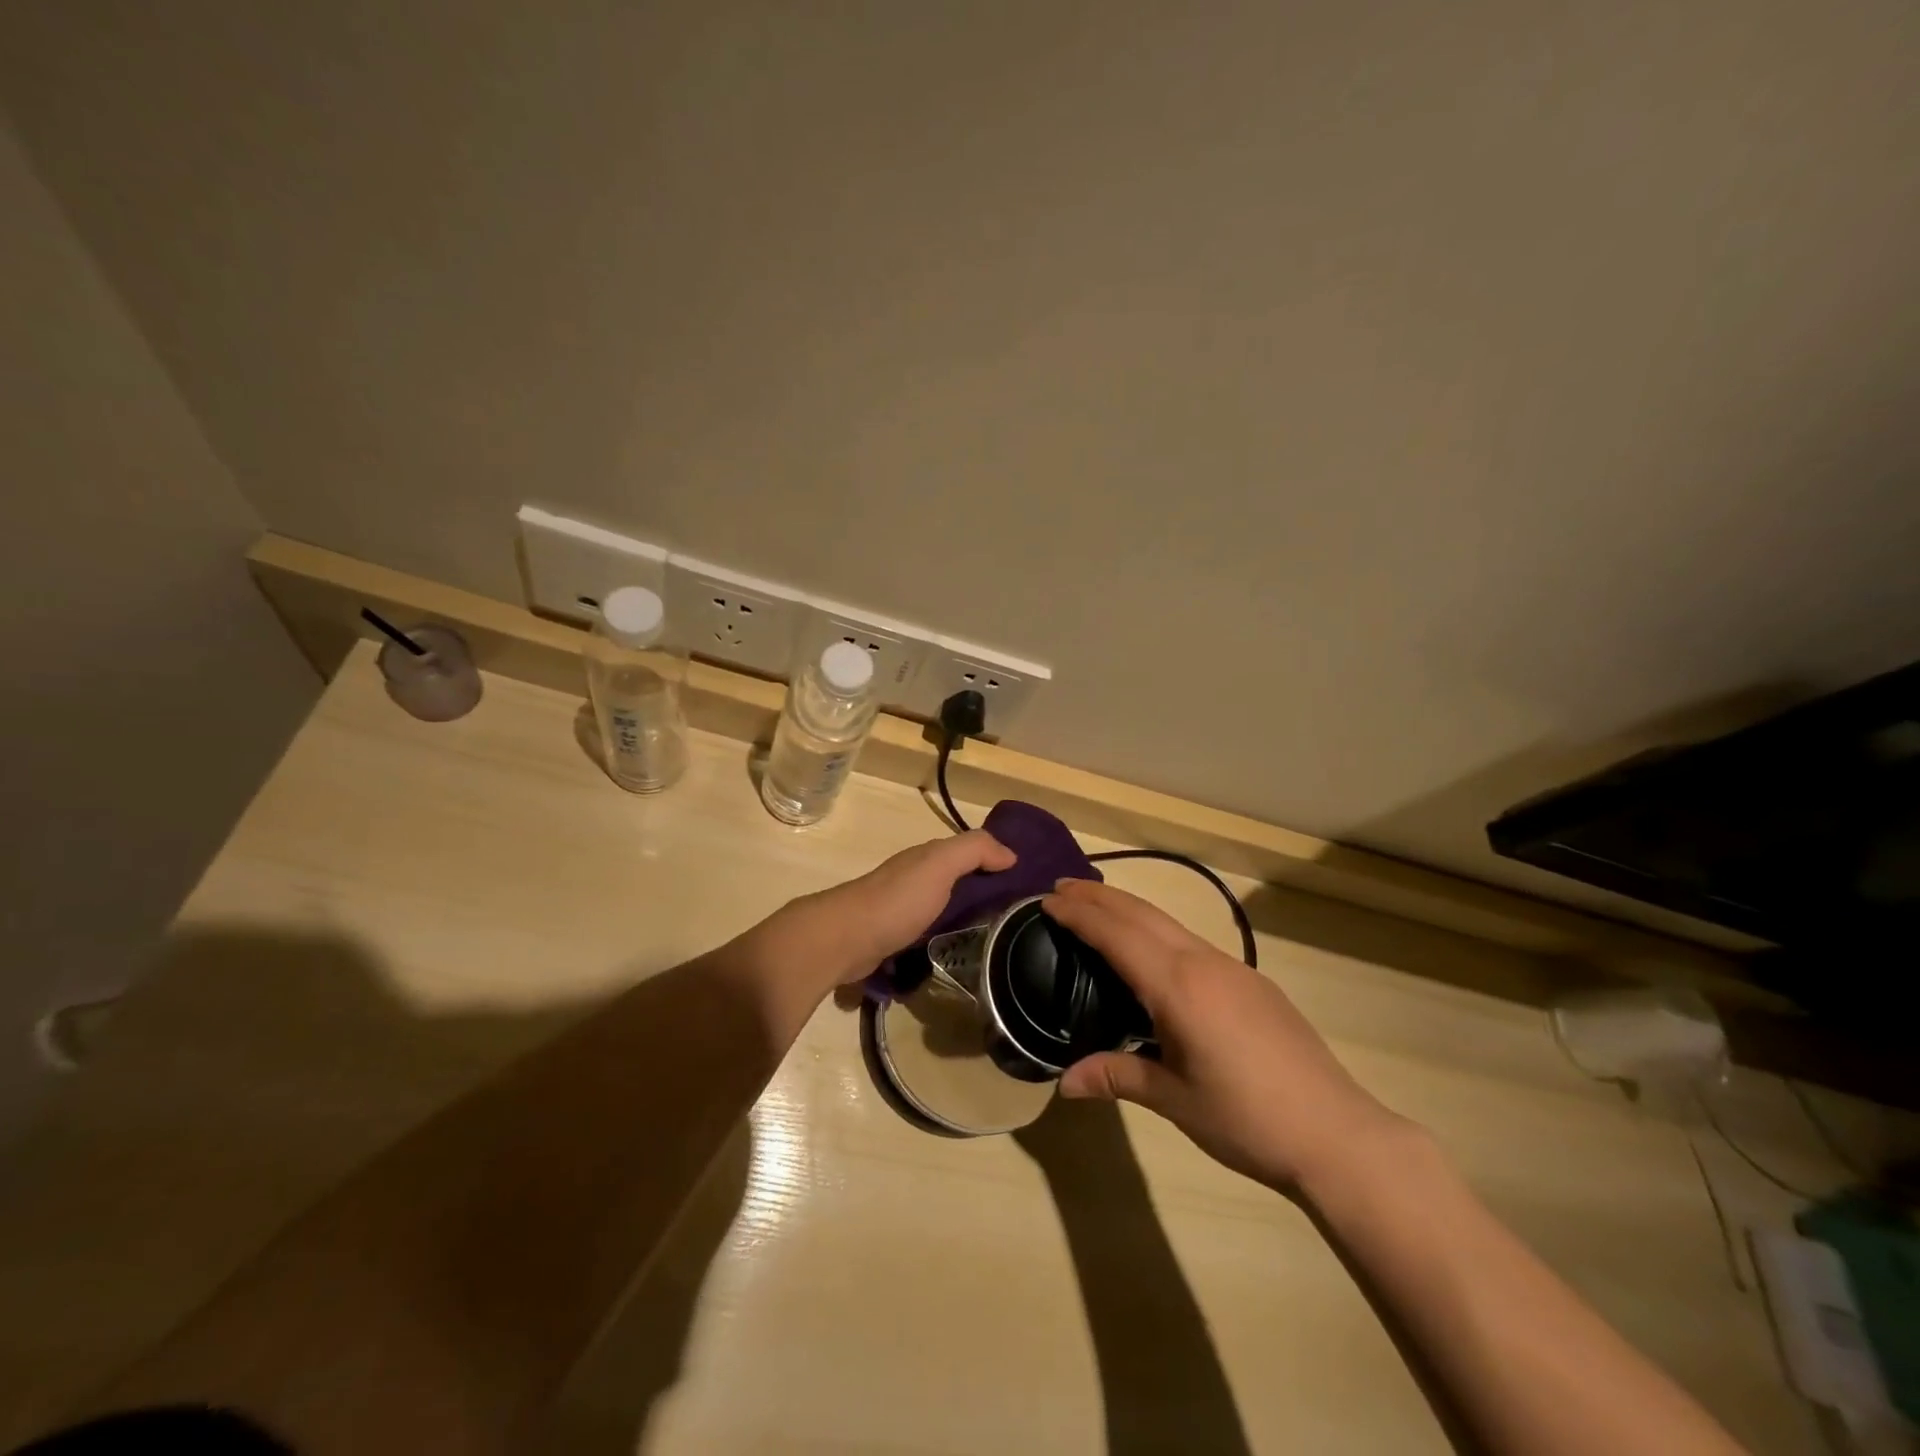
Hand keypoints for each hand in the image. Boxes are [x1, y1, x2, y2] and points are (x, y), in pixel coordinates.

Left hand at [777, 831, 1016, 993]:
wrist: (845, 940)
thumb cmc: (897, 900)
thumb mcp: (940, 864)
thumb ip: (974, 850)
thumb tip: (1011, 854)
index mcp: (927, 859)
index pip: (970, 854)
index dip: (997, 862)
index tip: (1028, 884)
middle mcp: (915, 880)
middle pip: (958, 883)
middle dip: (985, 894)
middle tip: (1020, 919)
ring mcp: (903, 911)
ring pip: (944, 910)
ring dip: (966, 921)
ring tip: (997, 943)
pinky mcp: (895, 941)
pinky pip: (929, 936)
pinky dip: (946, 941)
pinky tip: (961, 957)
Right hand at [1041, 877, 1411, 1193]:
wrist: (1337, 1134)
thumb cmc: (1246, 1119)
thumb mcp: (1174, 1100)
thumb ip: (1117, 1078)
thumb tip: (1064, 1083)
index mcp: (1177, 986)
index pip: (1117, 935)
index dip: (1080, 915)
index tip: (1047, 899)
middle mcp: (1203, 962)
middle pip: (1142, 914)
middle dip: (1100, 897)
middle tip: (1063, 887)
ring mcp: (1234, 968)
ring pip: (1170, 924)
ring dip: (1130, 910)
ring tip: (1099, 909)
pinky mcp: (1254, 983)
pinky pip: (1192, 943)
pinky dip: (1158, 932)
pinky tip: (1153, 953)